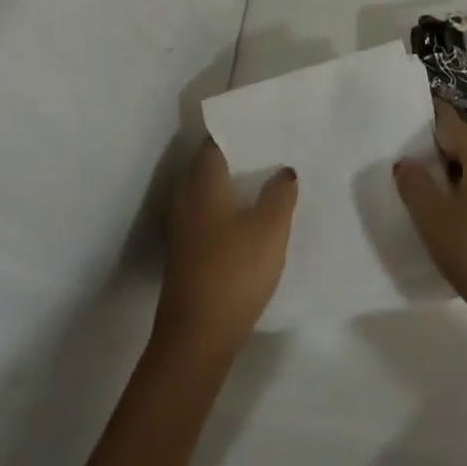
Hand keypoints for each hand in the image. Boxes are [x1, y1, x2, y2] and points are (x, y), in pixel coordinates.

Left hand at [154, 140, 297, 356]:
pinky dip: (227, 212)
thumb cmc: (234, 271)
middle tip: (273, 153)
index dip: (240, 132)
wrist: (196, 338)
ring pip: (209, 193)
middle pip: (211, 165)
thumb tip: (284, 170)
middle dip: (239, 158)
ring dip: (234, 187)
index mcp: (203, 181)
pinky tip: (251, 222)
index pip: (217, 141)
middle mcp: (186, 196)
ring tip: (268, 185)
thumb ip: (280, 193)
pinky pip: (208, 216)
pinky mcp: (185, 253)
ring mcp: (182, 227)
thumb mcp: (270, 228)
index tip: (265, 127)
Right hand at [395, 101, 466, 331]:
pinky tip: (466, 217)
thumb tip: (406, 162)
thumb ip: (414, 182)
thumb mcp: (432, 218)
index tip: (404, 151)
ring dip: (460, 171)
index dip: (422, 134)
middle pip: (466, 137)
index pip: (446, 121)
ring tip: (437, 200)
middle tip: (416, 179)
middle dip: (441, 152)